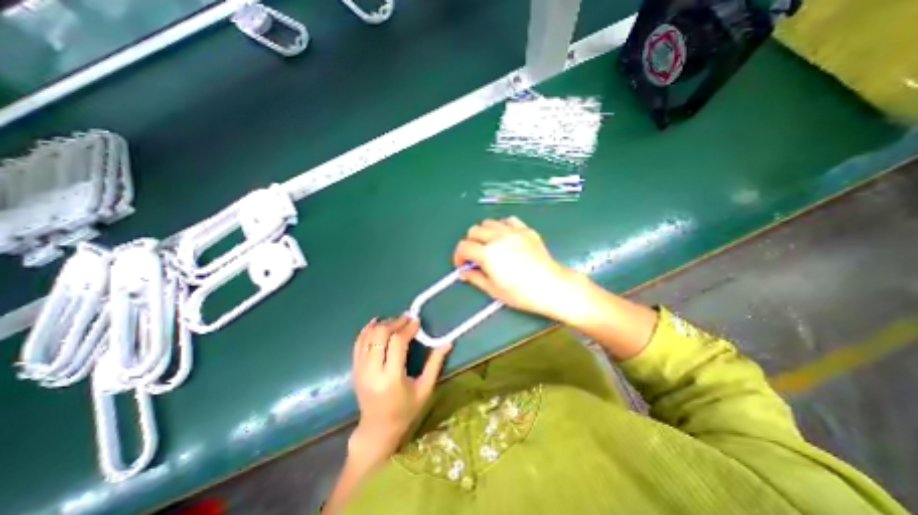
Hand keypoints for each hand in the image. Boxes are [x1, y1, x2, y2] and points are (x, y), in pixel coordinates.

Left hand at [352, 317, 450, 460]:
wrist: (377, 429)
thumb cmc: (406, 411)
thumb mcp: (425, 389)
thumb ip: (435, 363)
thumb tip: (448, 342)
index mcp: (391, 378)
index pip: (397, 343)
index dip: (407, 328)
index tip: (417, 321)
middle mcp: (372, 371)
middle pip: (380, 335)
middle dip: (395, 322)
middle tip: (407, 319)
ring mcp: (360, 369)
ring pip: (368, 336)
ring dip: (383, 324)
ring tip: (396, 322)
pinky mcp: (355, 369)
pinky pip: (358, 343)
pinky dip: (367, 330)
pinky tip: (377, 322)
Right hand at [452, 216, 578, 322]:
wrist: (552, 287)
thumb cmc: (522, 293)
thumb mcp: (494, 290)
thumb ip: (475, 278)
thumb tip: (464, 272)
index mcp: (487, 253)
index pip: (463, 247)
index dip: (459, 256)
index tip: (463, 265)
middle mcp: (498, 237)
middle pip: (473, 231)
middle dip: (470, 243)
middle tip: (475, 256)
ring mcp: (513, 231)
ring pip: (489, 222)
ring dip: (484, 233)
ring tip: (489, 246)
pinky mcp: (526, 230)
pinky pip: (508, 221)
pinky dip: (502, 227)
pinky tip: (505, 237)